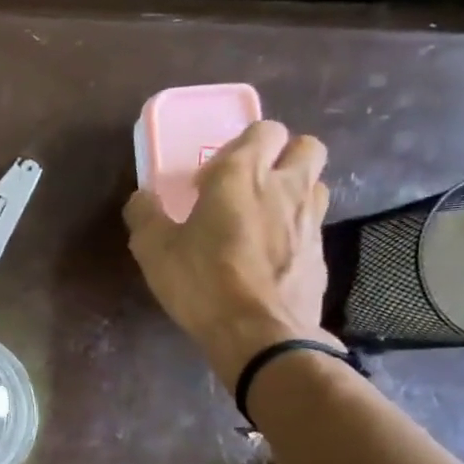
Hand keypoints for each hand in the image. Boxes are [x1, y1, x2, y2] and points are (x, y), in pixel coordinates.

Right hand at [123, 120, 339, 383]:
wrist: (259, 333)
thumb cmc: (202, 281)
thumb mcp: (154, 249)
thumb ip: (145, 215)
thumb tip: (142, 198)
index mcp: (242, 176)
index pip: (263, 130)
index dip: (238, 147)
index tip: (208, 180)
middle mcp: (285, 187)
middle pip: (305, 146)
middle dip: (280, 156)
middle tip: (248, 186)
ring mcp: (310, 220)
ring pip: (314, 183)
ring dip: (292, 190)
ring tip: (261, 219)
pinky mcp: (321, 253)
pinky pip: (312, 225)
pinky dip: (295, 230)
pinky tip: (269, 256)